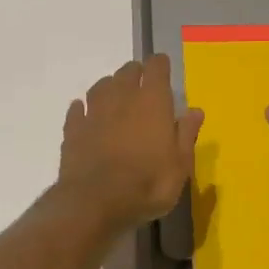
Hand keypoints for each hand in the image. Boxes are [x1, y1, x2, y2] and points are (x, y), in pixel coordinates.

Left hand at [58, 55, 203, 229]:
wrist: (95, 202)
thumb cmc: (147, 184)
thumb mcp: (180, 166)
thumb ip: (186, 134)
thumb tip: (195, 110)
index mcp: (152, 102)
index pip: (156, 67)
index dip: (160, 65)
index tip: (163, 70)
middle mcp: (122, 97)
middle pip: (127, 71)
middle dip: (136, 74)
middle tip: (142, 87)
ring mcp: (94, 111)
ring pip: (101, 85)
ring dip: (110, 87)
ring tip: (116, 98)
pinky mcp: (73, 128)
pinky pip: (77, 109)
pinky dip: (83, 109)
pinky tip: (85, 114)